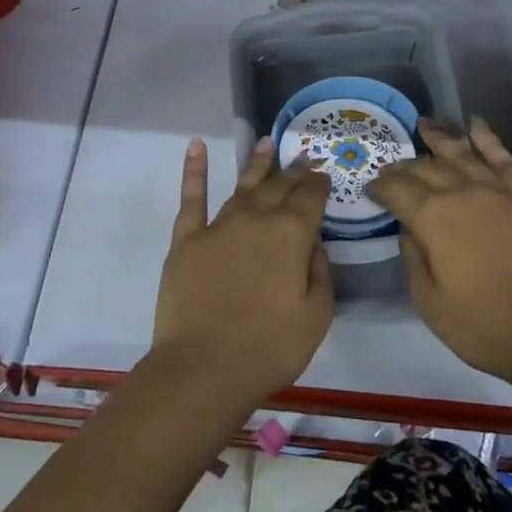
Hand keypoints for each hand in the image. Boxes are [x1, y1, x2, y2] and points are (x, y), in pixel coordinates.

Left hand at [150, 137, 333, 406]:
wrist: (203, 368)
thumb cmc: (269, 348)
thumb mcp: (317, 315)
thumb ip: (320, 272)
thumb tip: (313, 243)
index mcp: (292, 233)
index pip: (311, 196)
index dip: (319, 183)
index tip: (323, 176)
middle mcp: (257, 217)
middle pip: (279, 185)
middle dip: (294, 171)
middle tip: (303, 158)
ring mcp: (219, 225)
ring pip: (243, 184)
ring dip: (257, 163)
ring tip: (267, 143)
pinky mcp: (187, 239)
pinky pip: (192, 197)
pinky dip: (195, 169)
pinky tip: (196, 146)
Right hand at [369, 118, 511, 390]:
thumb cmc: (484, 326)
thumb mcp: (430, 302)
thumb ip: (414, 258)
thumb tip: (410, 230)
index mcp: (434, 217)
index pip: (397, 190)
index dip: (380, 188)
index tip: (371, 190)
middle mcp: (463, 193)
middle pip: (427, 168)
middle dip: (405, 166)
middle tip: (393, 167)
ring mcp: (498, 191)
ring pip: (462, 154)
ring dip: (440, 138)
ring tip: (425, 124)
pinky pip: (503, 159)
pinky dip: (487, 139)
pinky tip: (476, 124)